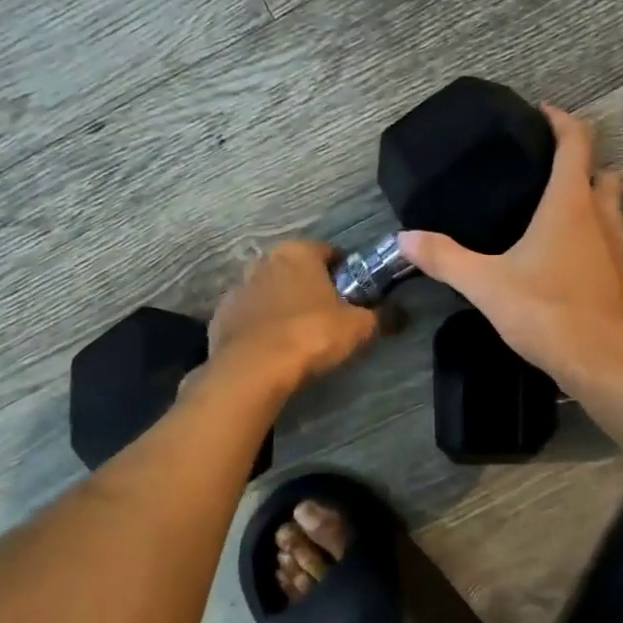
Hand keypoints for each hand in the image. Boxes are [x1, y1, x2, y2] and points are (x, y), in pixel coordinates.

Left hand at [208, 240, 379, 392]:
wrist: (253, 370)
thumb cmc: (310, 335)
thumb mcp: (358, 328)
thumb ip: (381, 317)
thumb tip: (402, 314)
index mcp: (298, 252)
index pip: (329, 252)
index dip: (345, 273)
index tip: (354, 296)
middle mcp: (264, 261)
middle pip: (295, 271)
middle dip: (311, 288)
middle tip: (329, 317)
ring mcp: (237, 288)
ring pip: (269, 292)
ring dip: (282, 306)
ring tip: (298, 336)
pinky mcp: (220, 317)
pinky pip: (249, 317)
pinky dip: (261, 327)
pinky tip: (272, 349)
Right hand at [398, 104, 622, 391]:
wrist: (607, 364)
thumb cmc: (549, 313)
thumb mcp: (486, 285)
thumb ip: (445, 259)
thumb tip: (404, 238)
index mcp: (571, 205)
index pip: (577, 143)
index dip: (562, 121)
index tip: (543, 113)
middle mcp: (603, 219)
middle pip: (605, 174)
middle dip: (584, 164)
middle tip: (551, 170)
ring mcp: (620, 252)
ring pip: (614, 211)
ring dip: (595, 203)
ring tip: (559, 214)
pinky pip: (613, 248)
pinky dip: (597, 243)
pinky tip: (571, 264)